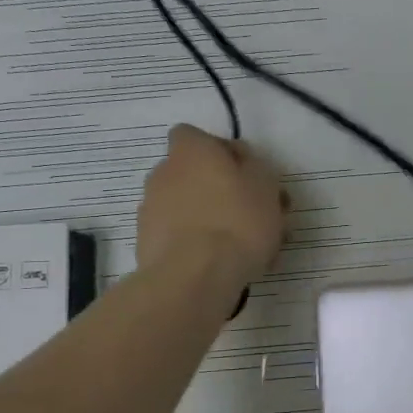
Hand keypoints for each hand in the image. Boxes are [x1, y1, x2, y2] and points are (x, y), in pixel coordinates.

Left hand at [136, 125, 286, 290]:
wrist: (194, 277)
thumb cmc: (237, 220)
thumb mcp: (265, 184)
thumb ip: (254, 166)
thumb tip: (241, 163)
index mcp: (190, 151)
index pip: (193, 135)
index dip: (219, 151)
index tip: (244, 174)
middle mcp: (162, 173)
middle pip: (192, 174)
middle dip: (218, 190)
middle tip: (250, 214)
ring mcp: (150, 210)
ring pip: (187, 208)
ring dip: (209, 219)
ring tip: (242, 247)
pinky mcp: (147, 244)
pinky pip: (180, 237)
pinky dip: (197, 245)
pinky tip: (222, 265)